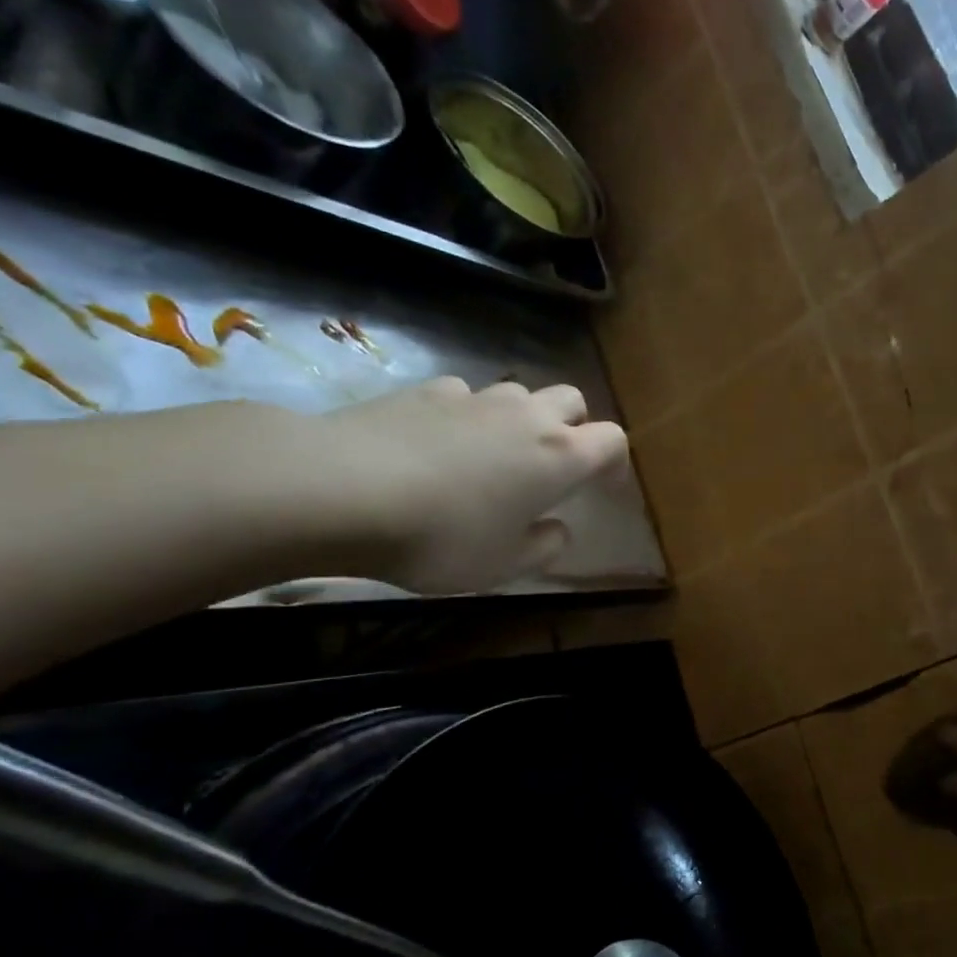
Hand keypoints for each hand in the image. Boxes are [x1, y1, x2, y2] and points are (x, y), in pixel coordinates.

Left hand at [318, 377, 626, 593]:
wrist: (341, 490)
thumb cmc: (441, 537)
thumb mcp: (503, 566)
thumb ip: (544, 547)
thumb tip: (558, 530)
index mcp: (560, 456)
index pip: (613, 441)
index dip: (615, 463)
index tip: (604, 488)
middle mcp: (527, 416)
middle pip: (572, 401)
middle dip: (574, 427)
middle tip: (553, 465)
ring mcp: (475, 397)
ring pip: (518, 394)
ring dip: (520, 419)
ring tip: (494, 454)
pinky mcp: (425, 390)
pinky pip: (465, 395)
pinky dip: (467, 415)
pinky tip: (440, 443)